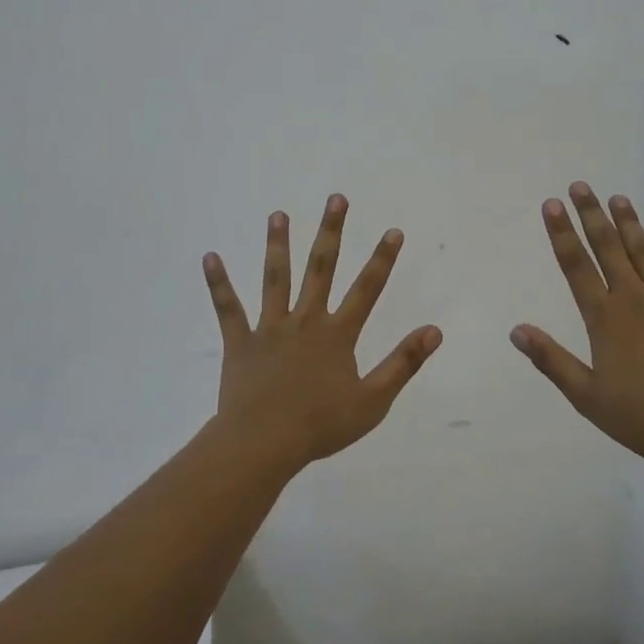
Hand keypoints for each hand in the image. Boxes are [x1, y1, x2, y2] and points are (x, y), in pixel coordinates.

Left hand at [202, 194, 441, 469]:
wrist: (264, 444)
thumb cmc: (321, 425)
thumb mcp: (373, 400)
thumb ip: (403, 363)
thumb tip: (434, 331)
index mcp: (337, 334)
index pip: (366, 289)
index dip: (382, 259)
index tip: (393, 230)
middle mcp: (305, 320)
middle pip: (321, 268)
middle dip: (331, 232)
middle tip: (336, 199)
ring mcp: (270, 328)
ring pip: (275, 278)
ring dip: (278, 244)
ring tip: (278, 214)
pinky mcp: (240, 342)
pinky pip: (228, 308)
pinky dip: (218, 283)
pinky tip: (210, 257)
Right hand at [512, 182, 643, 467]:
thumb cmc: (643, 418)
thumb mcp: (587, 397)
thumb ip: (552, 360)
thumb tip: (516, 330)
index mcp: (605, 319)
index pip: (576, 267)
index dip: (562, 234)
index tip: (553, 205)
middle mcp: (635, 300)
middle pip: (608, 249)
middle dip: (591, 215)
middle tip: (580, 186)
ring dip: (628, 223)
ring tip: (616, 198)